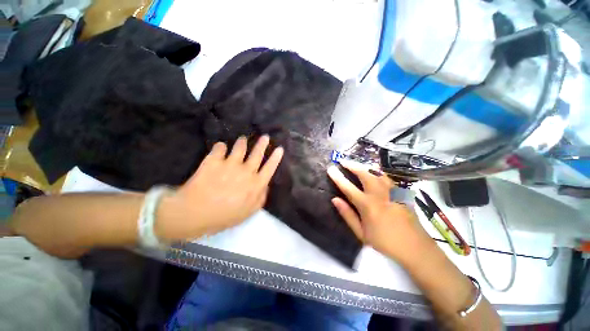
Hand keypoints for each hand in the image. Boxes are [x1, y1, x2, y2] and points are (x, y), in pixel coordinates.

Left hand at [156, 136, 283, 239]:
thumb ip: (260, 198)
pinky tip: (220, 148)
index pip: (270, 168)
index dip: (276, 158)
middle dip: (262, 144)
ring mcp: (230, 163)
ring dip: (242, 142)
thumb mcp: (248, 212)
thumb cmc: (224, 216)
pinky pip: (220, 147)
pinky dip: (221, 147)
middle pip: (257, 153)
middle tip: (265, 137)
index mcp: (256, 184)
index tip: (279, 148)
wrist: (195, 213)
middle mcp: (246, 170)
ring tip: (242, 140)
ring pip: (239, 147)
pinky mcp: (214, 160)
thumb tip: (265, 185)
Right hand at [327, 160, 433, 265]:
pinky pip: (387, 178)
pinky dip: (377, 172)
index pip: (348, 187)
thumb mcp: (361, 233)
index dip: (338, 177)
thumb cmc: (385, 242)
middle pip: (364, 174)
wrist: (415, 248)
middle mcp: (380, 194)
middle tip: (343, 161)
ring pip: (377, 173)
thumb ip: (348, 215)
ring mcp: (392, 192)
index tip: (330, 169)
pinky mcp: (401, 193)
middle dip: (352, 165)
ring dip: (365, 167)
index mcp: (368, 205)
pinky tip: (374, 172)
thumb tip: (335, 200)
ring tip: (357, 164)